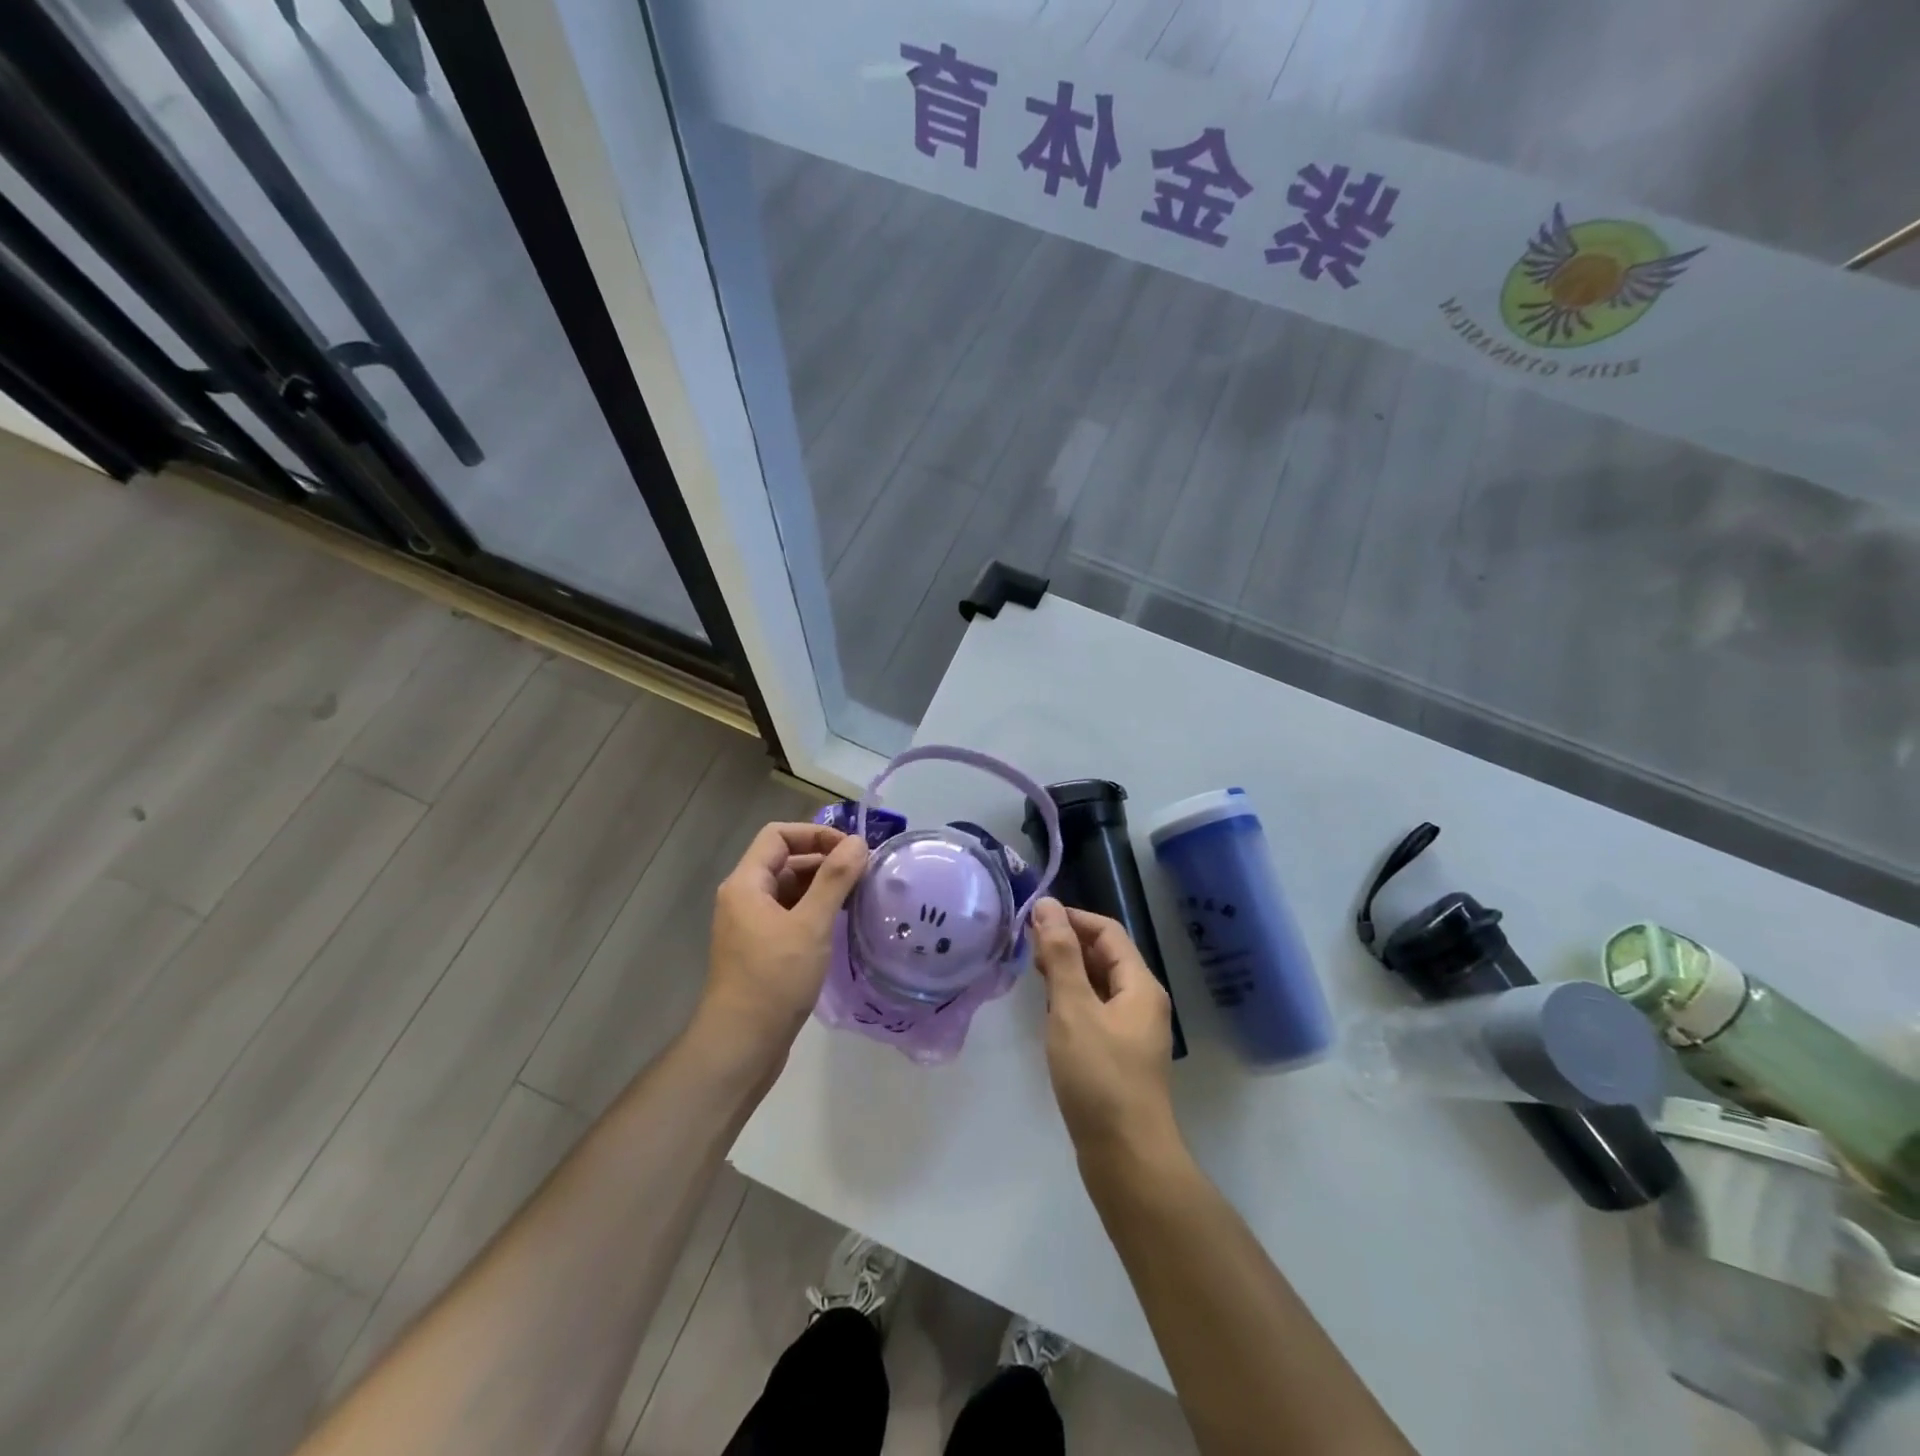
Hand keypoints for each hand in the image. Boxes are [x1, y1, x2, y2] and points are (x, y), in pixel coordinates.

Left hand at [699, 822, 867, 1068]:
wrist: (741, 1046)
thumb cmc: (774, 979)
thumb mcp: (811, 925)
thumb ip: (835, 879)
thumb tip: (858, 842)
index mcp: (746, 884)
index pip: (779, 836)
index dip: (816, 834)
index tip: (852, 850)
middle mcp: (744, 898)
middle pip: (785, 860)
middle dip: (825, 860)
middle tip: (865, 874)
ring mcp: (751, 925)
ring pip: (790, 889)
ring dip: (823, 887)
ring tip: (860, 896)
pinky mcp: (762, 949)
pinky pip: (790, 915)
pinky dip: (815, 911)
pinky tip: (841, 924)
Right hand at [1031, 899, 1176, 1157]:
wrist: (1126, 1158)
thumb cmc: (1100, 1076)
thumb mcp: (1073, 1009)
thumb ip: (1060, 955)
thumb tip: (1047, 905)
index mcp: (1140, 985)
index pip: (1107, 931)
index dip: (1072, 918)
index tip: (1033, 918)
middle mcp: (1142, 1002)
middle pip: (1105, 956)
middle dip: (1067, 943)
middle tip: (1025, 945)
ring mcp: (1132, 1032)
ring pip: (1098, 985)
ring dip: (1067, 972)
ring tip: (1031, 971)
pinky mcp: (1119, 1057)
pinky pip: (1095, 1012)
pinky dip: (1071, 1000)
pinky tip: (1048, 1011)